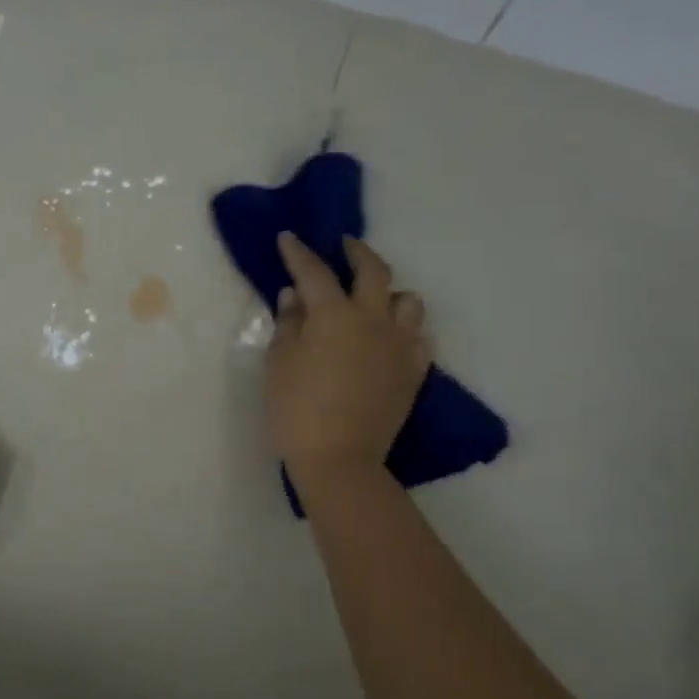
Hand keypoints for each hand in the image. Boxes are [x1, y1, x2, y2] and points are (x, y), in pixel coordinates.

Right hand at [266, 233, 430, 482]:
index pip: (314, 272)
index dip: (298, 253)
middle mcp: (373, 320)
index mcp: (334, 315)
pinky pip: (420, 336)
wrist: (339, 459)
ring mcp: (400, 345)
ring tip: (372, 298)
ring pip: (408, 301)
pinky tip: (391, 336)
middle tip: (343, 247)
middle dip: (357, 253)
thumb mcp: (279, 363)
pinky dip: (406, 328)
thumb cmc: (297, 410)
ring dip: (389, 291)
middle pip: (373, 271)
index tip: (288, 238)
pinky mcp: (414, 371)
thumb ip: (288, 324)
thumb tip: (294, 296)